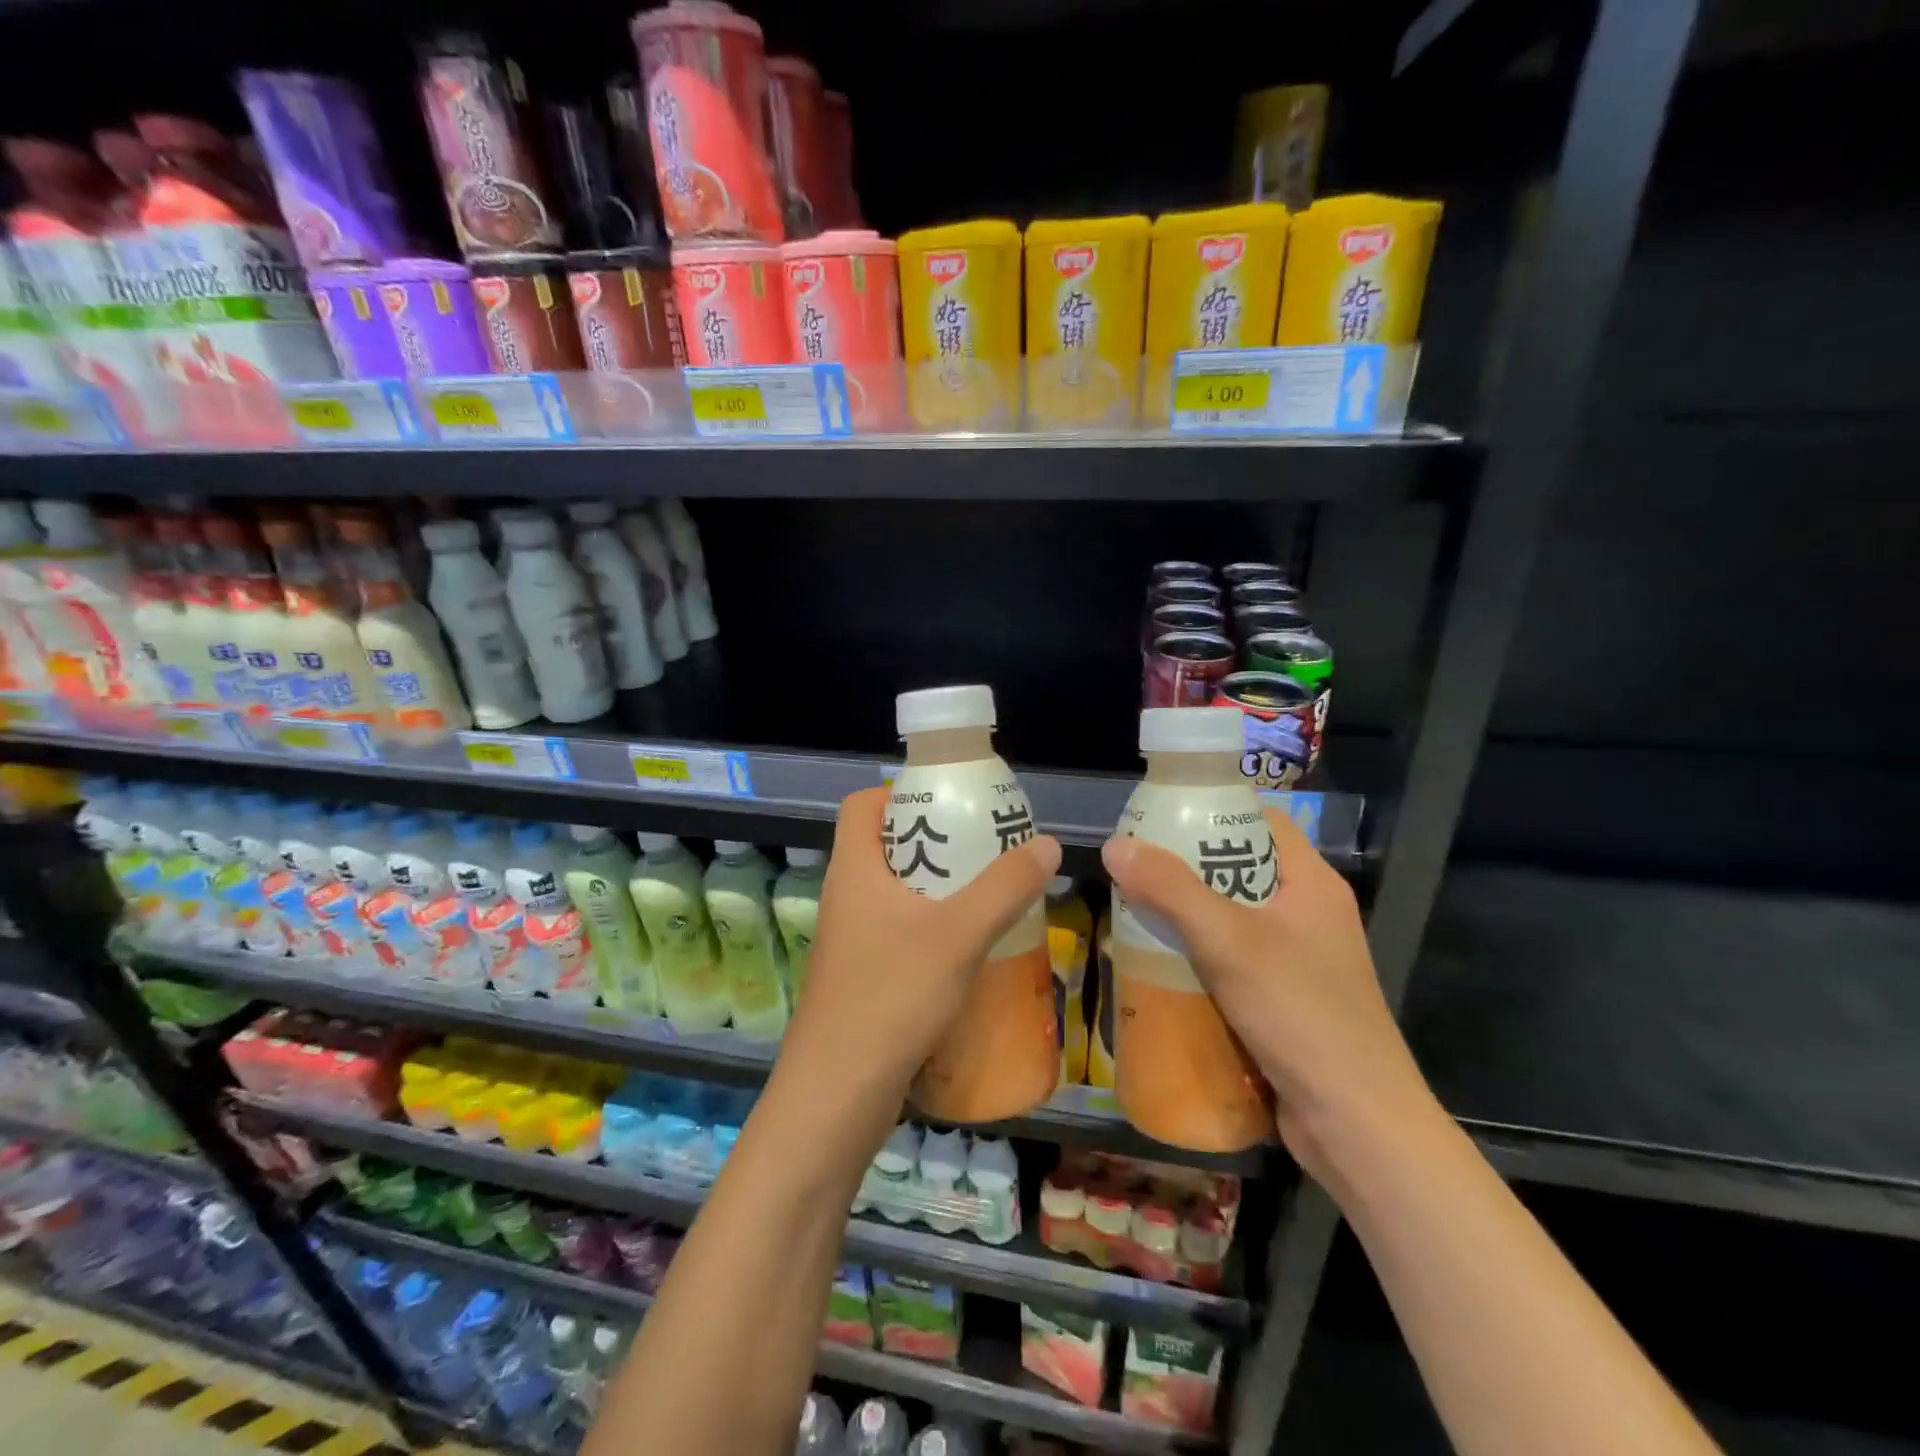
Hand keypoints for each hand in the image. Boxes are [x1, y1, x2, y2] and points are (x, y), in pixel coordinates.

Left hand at [786, 786, 1061, 1102]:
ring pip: (894, 894)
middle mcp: (845, 897)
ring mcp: (850, 941)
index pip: (862, 805)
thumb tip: (1047, 844)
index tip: (948, 802)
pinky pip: (898, 933)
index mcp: (854, 869)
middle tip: (983, 847)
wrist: (838, 1092)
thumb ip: (1005, 887)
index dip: (899, 793)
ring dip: (937, 889)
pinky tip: (970, 950)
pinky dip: (931, 929)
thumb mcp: (959, 934)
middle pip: (885, 847)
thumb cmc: (891, 995)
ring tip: (987, 894)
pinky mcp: (861, 978)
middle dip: (935, 841)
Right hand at [1100, 806, 1437, 1181]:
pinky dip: (1200, 958)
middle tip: (1135, 870)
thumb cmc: (1300, 1014)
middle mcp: (1310, 914)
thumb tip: (1115, 845)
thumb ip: (1171, 890)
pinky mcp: (1287, 1001)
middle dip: (1187, 869)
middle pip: (1241, 870)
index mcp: (1311, 883)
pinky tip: (1161, 967)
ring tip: (1136, 914)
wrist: (1356, 1124)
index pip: (1262, 821)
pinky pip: (1235, 961)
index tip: (1159, 818)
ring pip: (1234, 919)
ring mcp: (1301, 960)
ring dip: (1188, 918)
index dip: (1213, 812)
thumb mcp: (1228, 942)